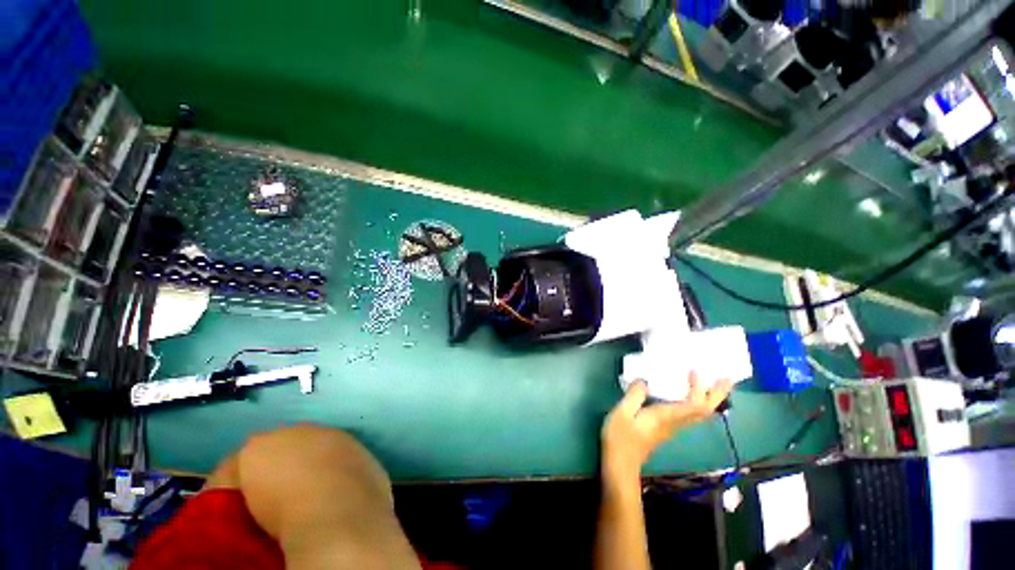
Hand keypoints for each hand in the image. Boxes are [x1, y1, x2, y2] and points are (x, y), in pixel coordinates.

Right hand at [601, 373, 731, 486]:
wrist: (621, 464)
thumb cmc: (620, 438)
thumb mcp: (622, 413)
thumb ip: (634, 395)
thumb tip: (643, 380)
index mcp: (666, 418)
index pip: (694, 405)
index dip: (699, 388)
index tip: (694, 371)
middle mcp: (675, 423)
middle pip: (704, 411)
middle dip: (717, 395)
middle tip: (727, 378)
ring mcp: (673, 427)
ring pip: (700, 414)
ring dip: (711, 398)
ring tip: (715, 383)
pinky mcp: (667, 428)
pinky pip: (690, 414)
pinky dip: (697, 402)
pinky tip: (690, 394)